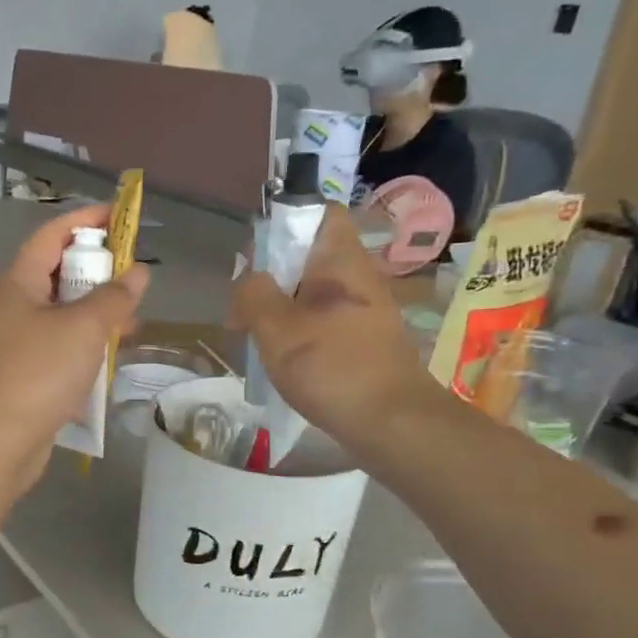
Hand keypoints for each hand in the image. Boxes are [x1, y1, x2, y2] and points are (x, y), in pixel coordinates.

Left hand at [0, 205, 149, 488]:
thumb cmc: (37, 372)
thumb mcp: (84, 328)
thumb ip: (114, 297)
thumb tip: (138, 272)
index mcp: (16, 283)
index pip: (51, 235)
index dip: (85, 220)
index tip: (122, 216)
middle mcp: (10, 307)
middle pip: (56, 274)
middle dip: (96, 270)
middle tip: (134, 273)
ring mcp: (13, 343)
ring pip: (60, 314)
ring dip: (95, 312)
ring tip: (133, 317)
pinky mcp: (21, 375)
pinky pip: (58, 347)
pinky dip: (84, 345)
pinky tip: (110, 357)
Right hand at [230, 207, 444, 450]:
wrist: (393, 424)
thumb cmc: (332, 367)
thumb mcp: (277, 328)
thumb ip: (253, 294)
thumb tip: (247, 279)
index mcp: (341, 261)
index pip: (320, 214)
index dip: (286, 223)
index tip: (258, 255)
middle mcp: (358, 279)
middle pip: (309, 257)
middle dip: (272, 277)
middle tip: (244, 308)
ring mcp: (365, 313)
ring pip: (313, 294)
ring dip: (281, 310)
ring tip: (256, 338)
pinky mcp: (365, 343)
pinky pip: (324, 324)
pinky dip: (299, 334)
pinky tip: (283, 361)